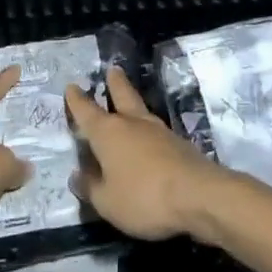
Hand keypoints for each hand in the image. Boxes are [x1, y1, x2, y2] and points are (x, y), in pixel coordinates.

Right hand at [63, 68, 224, 239]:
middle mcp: (133, 124)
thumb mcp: (107, 201)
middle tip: (112, 70)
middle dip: (114, 83)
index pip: (86, 111)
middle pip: (122, 95)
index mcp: (108, 133)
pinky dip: (148, 131)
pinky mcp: (180, 145)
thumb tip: (77, 175)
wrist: (200, 196)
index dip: (76, 100)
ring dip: (133, 104)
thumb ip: (90, 187)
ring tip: (129, 103)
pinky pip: (157, 132)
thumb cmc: (144, 197)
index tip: (71, 86)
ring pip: (142, 111)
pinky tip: (148, 139)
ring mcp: (160, 132)